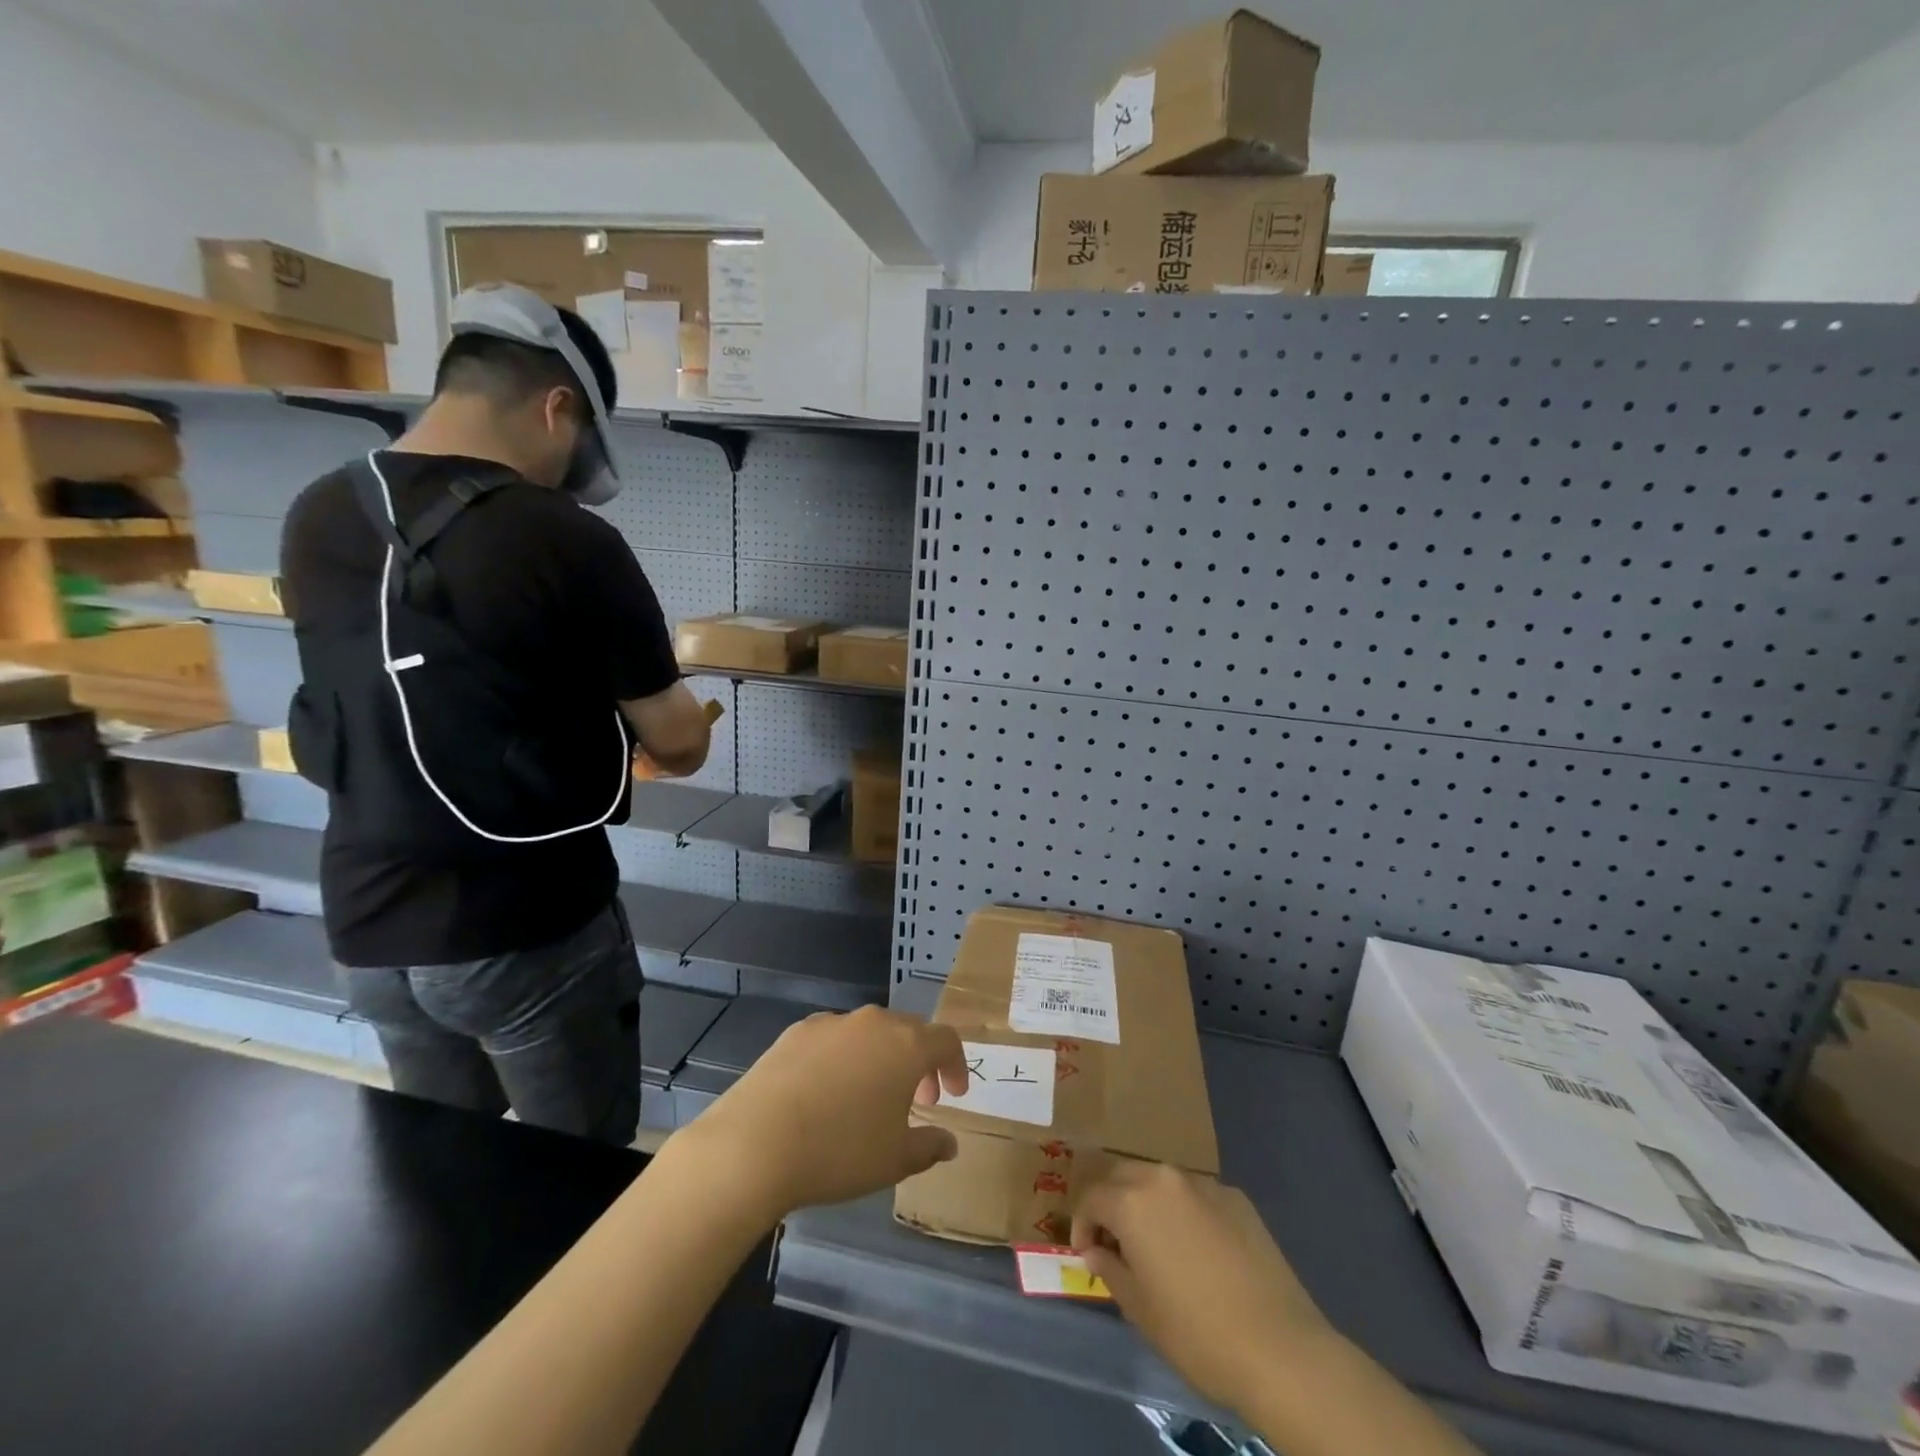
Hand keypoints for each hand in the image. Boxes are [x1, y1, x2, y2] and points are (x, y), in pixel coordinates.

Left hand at [683, 1006, 969, 1220]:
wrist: (756, 1142)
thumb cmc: (840, 1151)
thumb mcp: (894, 1160)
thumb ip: (929, 1146)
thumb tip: (949, 1142)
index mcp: (906, 1045)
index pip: (946, 1041)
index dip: (955, 1066)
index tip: (953, 1095)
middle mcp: (873, 1022)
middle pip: (909, 1030)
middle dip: (919, 1062)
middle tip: (917, 1099)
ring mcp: (832, 1023)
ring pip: (869, 1033)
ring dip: (880, 1058)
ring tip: (869, 1098)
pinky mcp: (796, 1032)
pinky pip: (833, 1039)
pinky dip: (843, 1059)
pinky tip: (827, 1093)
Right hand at [1072, 1162, 1334, 1415]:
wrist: (1280, 1348)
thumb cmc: (1196, 1333)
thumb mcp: (1140, 1310)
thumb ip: (1110, 1270)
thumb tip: (1098, 1251)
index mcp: (1132, 1201)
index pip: (1091, 1197)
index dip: (1082, 1224)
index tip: (1088, 1254)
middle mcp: (1163, 1179)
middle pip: (1123, 1176)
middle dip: (1111, 1203)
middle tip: (1115, 1242)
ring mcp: (1203, 1184)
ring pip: (1160, 1181)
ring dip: (1148, 1203)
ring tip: (1156, 1243)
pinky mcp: (1236, 1197)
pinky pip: (1196, 1195)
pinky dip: (1185, 1212)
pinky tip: (1199, 1250)